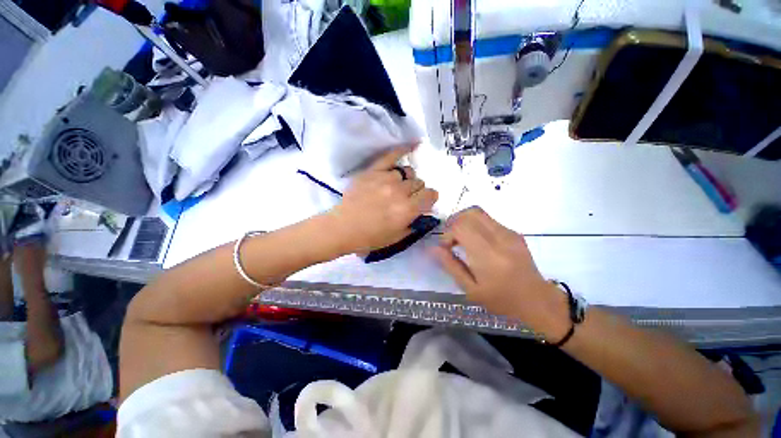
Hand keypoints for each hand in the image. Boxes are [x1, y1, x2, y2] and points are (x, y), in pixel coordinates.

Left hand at [329, 146, 437, 254]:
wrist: (343, 228)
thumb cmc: (370, 237)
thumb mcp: (398, 237)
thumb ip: (414, 223)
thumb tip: (424, 212)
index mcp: (407, 209)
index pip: (430, 195)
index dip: (429, 199)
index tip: (424, 202)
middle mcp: (400, 191)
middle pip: (419, 183)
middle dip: (416, 191)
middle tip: (406, 199)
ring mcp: (386, 179)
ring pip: (407, 172)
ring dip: (406, 180)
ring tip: (397, 187)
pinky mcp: (373, 171)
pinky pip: (391, 156)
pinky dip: (403, 150)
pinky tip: (412, 145)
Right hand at [431, 207, 568, 338]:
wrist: (537, 300)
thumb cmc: (501, 300)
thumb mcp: (471, 289)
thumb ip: (451, 266)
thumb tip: (433, 248)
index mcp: (488, 256)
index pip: (461, 227)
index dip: (448, 233)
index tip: (446, 247)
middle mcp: (500, 239)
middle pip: (470, 213)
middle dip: (454, 222)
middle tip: (451, 239)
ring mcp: (509, 233)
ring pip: (478, 212)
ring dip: (464, 221)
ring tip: (461, 238)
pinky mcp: (514, 232)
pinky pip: (488, 219)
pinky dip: (475, 224)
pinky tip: (476, 241)